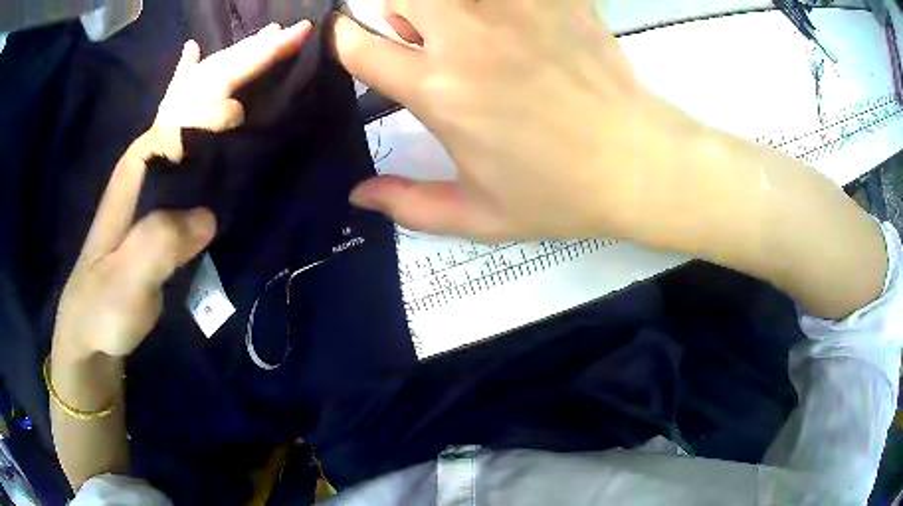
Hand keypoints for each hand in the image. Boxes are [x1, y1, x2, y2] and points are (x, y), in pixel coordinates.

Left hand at [54, 22, 311, 358]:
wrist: (88, 325)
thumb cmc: (103, 306)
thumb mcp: (127, 284)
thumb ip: (159, 242)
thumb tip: (208, 213)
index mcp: (142, 165)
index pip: (192, 113)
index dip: (230, 97)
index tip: (266, 96)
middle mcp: (149, 151)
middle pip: (198, 90)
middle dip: (244, 59)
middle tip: (291, 35)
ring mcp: (152, 164)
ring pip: (193, 96)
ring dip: (231, 63)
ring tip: (265, 40)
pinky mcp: (158, 182)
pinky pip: (179, 118)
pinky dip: (190, 82)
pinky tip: (193, 58)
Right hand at [334, 0, 707, 241]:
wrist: (638, 163)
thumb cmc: (560, 194)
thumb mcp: (479, 216)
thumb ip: (409, 205)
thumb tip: (358, 195)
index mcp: (440, 91)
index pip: (360, 47)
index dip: (344, 40)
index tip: (351, 40)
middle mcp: (467, 39)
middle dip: (396, 11)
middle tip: (423, 35)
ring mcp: (515, 11)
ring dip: (442, 2)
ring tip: (470, 26)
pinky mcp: (556, 0)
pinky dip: (502, 4)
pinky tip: (517, 22)